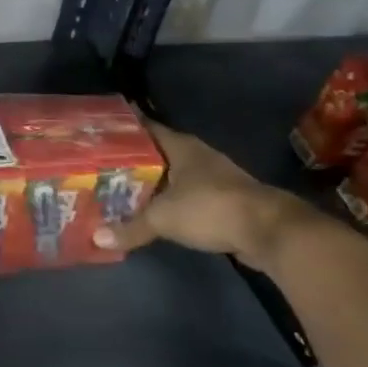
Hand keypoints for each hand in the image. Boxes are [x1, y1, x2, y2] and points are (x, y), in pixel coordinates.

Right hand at [106, 121, 310, 270]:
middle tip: (102, 163)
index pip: (145, 128)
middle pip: (158, 152)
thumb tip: (96, 238)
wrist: (271, 231)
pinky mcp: (225, 200)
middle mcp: (197, 155)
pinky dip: (170, 199)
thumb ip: (130, 227)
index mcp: (180, 146)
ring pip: (174, 174)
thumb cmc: (211, 208)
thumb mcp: (163, 218)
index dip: (124, 128)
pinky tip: (154, 209)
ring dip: (153, 180)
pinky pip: (187, 194)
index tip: (100, 130)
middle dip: (133, 158)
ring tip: (122, 187)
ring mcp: (214, 177)